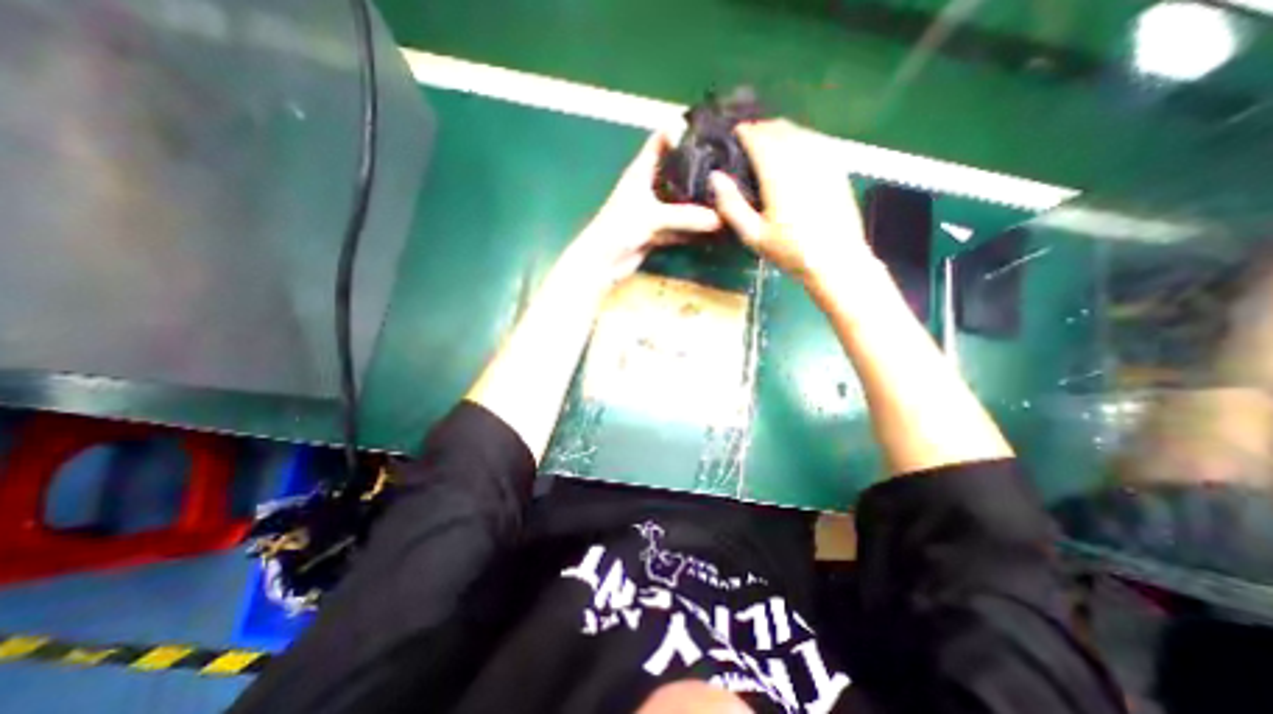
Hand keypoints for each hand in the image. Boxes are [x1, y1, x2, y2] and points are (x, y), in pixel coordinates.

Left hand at [570, 132, 718, 286]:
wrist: (602, 263)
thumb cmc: (619, 229)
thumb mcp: (652, 216)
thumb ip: (685, 216)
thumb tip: (720, 218)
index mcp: (642, 171)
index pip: (661, 141)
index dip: (681, 131)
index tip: (710, 128)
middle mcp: (649, 187)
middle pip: (676, 172)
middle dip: (698, 168)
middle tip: (729, 164)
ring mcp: (654, 212)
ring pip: (680, 202)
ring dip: (698, 202)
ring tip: (728, 195)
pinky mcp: (657, 232)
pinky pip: (680, 227)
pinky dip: (694, 229)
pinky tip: (714, 227)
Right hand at [706, 120, 875, 292]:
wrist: (836, 260)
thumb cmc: (790, 251)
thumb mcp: (753, 235)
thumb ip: (732, 205)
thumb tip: (715, 176)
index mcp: (779, 174)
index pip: (759, 139)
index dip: (745, 132)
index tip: (733, 134)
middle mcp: (802, 159)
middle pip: (780, 129)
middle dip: (761, 129)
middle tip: (747, 139)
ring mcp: (823, 160)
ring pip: (799, 131)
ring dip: (780, 131)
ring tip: (767, 142)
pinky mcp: (837, 167)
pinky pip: (816, 140)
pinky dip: (800, 138)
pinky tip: (793, 150)